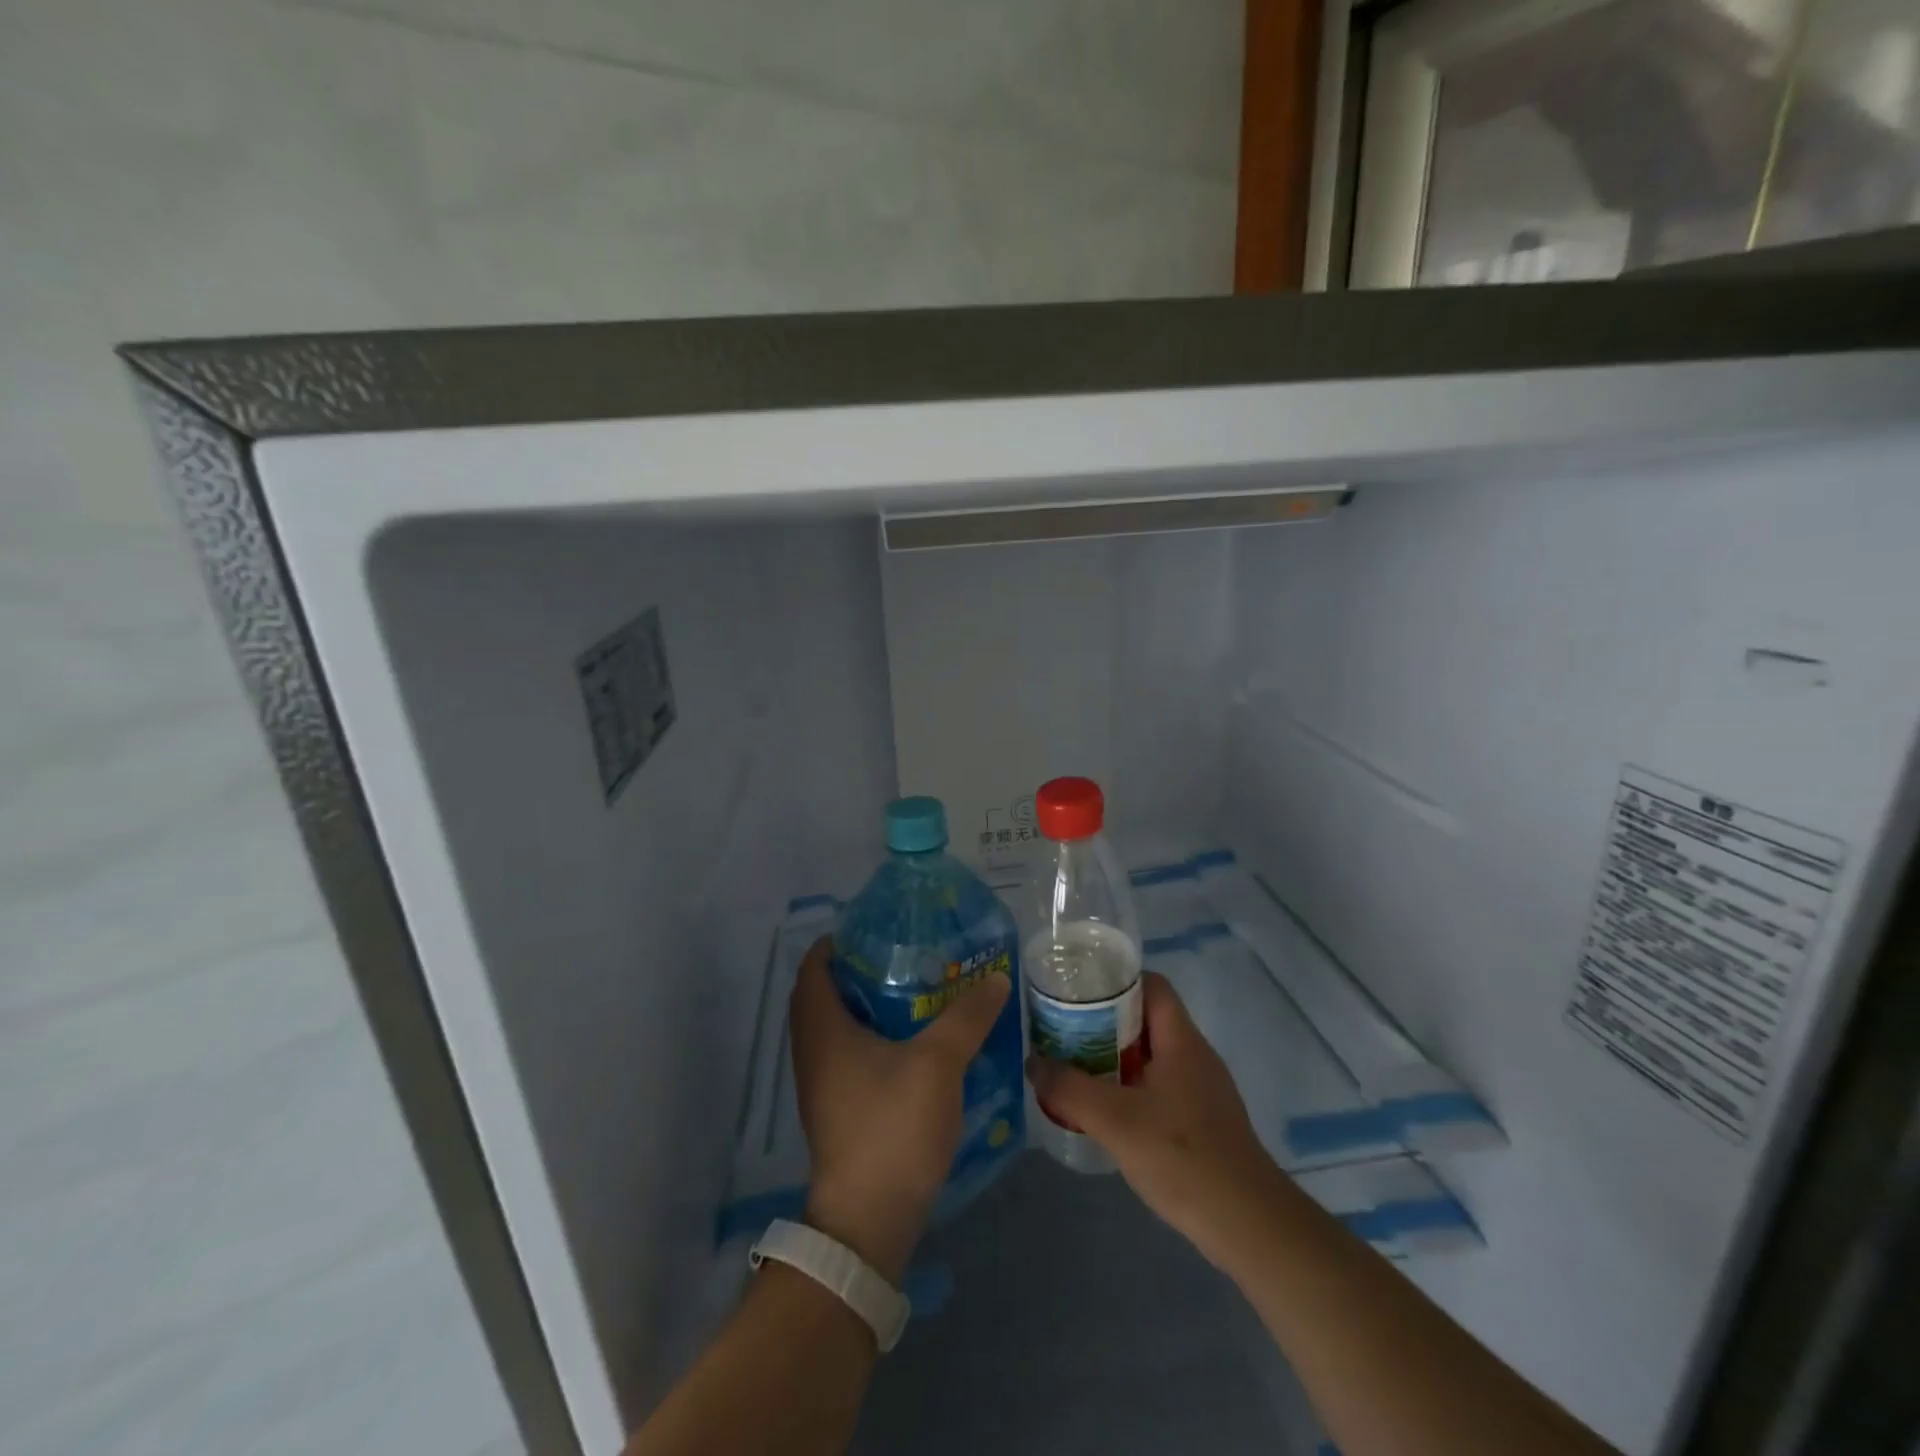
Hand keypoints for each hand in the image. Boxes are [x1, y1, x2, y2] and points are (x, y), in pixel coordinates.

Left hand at [789, 936, 1011, 1283]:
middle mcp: (812, 1050)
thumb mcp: (938, 1063)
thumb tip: (996, 978)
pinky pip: (848, 1053)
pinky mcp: (837, 1107)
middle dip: (859, 970)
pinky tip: (913, 1041)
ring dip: (868, 1004)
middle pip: (825, 993)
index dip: (838, 941)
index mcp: (823, 1028)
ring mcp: (822, 1082)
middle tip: (904, 955)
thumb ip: (967, 1017)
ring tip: (915, 990)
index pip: (815, 966)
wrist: (868, 1220)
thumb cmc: (892, 1127)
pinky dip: (872, 1036)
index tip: (877, 928)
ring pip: (838, 1026)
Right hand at [1026, 971, 1285, 1271]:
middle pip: (1146, 1019)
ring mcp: (1201, 1089)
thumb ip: (1070, 1089)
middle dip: (1104, 1021)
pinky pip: (1158, 1086)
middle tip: (1064, 1030)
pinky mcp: (1201, 1121)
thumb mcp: (1116, 1121)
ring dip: (1114, 1057)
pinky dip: (1129, 1087)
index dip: (1115, 979)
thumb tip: (1033, 1062)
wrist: (1248, 1225)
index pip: (1151, 985)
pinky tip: (1105, 1111)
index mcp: (1182, 1040)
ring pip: (1151, 1055)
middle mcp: (1194, 1055)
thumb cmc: (1184, 1157)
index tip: (1077, 990)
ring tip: (1074, 1067)